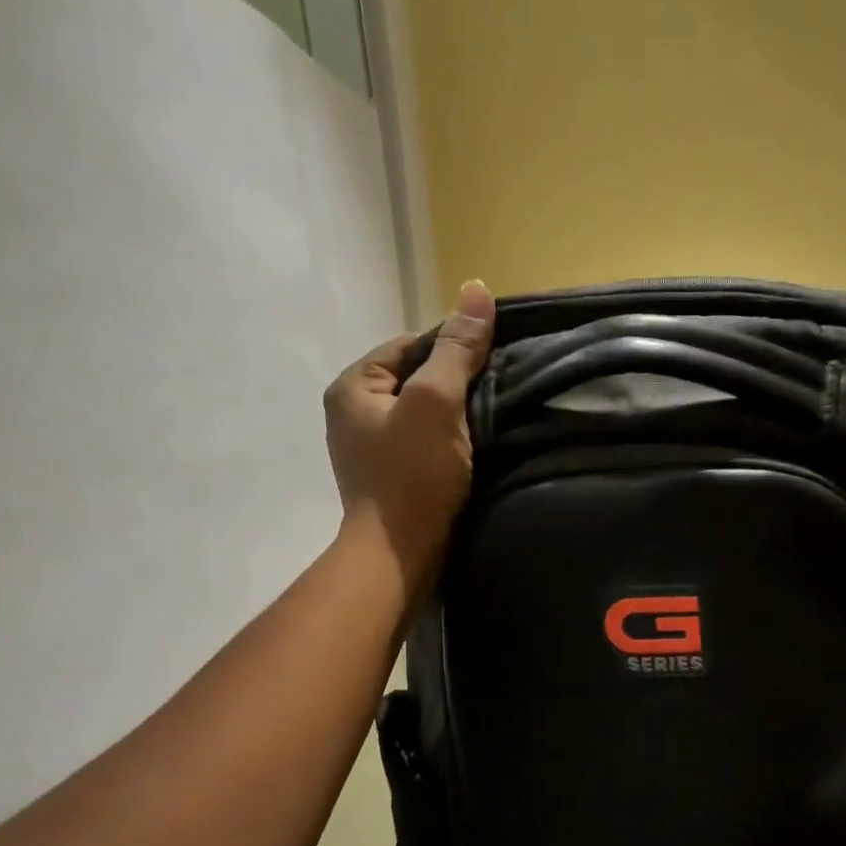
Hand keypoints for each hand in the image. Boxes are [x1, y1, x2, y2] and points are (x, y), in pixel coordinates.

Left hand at [325, 280, 495, 579]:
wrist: (399, 555)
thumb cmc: (413, 475)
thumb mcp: (436, 403)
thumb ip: (457, 350)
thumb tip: (477, 290)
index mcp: (352, 385)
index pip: (408, 344)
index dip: (451, 347)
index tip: (490, 362)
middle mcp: (351, 412)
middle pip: (414, 378)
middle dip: (453, 383)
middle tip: (494, 393)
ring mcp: (367, 448)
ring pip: (420, 414)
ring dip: (453, 415)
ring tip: (486, 422)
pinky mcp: (388, 477)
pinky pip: (421, 444)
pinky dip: (445, 443)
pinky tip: (470, 451)